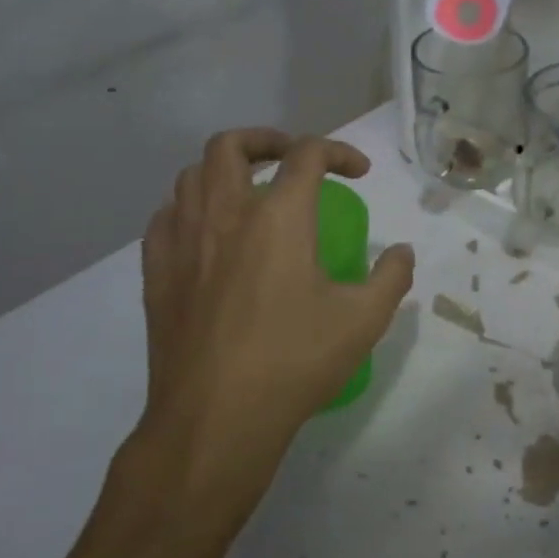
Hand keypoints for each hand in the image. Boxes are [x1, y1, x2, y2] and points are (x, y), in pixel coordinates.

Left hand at [126, 129, 414, 548]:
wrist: (216, 418)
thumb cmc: (295, 361)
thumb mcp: (364, 320)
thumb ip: (391, 277)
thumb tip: (402, 252)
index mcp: (278, 217)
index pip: (307, 154)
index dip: (339, 152)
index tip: (359, 173)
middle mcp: (224, 214)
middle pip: (232, 145)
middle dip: (268, 139)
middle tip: (293, 160)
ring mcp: (182, 242)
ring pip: (191, 175)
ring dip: (225, 170)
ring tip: (249, 191)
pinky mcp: (157, 273)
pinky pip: (166, 217)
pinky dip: (190, 207)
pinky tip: (206, 233)